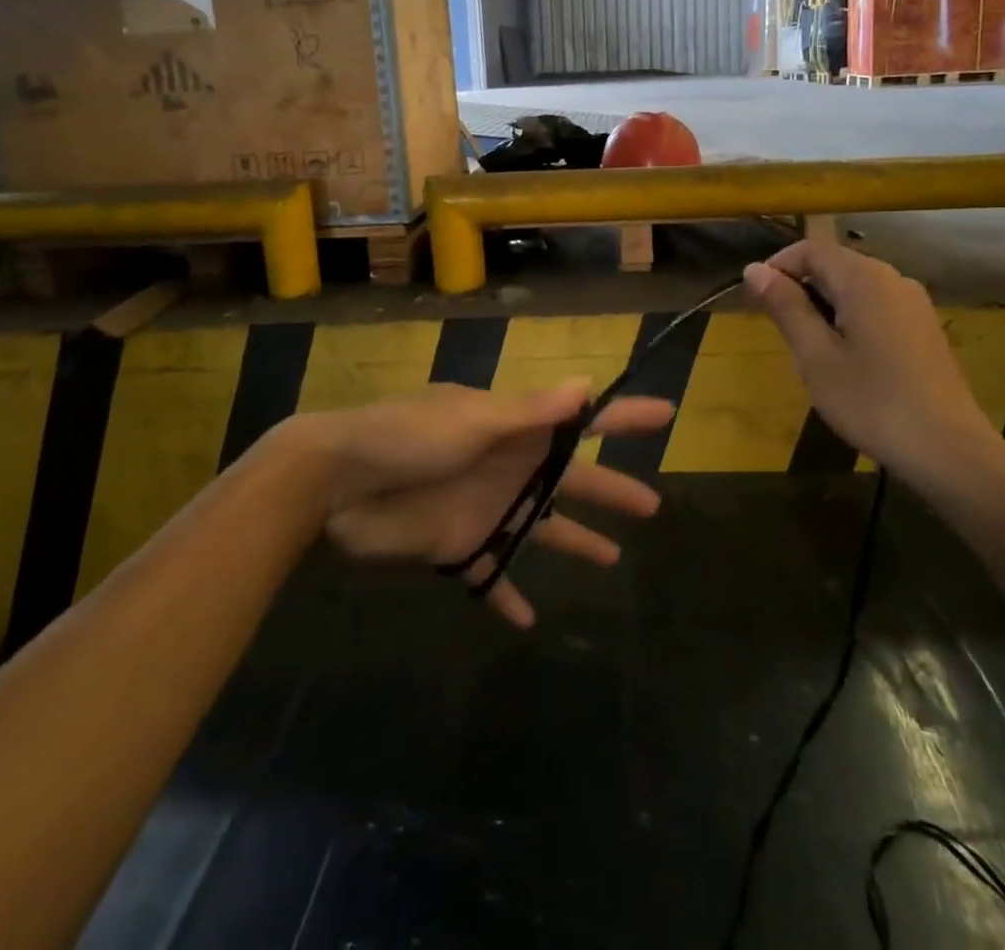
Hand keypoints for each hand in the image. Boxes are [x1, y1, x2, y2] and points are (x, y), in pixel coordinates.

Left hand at [291, 382, 670, 626]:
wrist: (339, 482)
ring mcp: (486, 508)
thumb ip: (529, 411)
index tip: (665, 415)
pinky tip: (530, 619)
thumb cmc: (408, 438)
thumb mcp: (473, 420)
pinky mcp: (459, 547)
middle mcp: (508, 467)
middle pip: (571, 480)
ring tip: (613, 560)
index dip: (623, 416)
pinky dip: (509, 595)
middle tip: (652, 505)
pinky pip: (493, 575)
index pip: (580, 420)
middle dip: (610, 488)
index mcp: (515, 429)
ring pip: (542, 528)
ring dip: (575, 542)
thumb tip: (587, 384)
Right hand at [744, 241, 1004, 488]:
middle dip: (800, 289)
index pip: (810, 249)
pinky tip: (845, 361)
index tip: (755, 300)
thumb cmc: (871, 402)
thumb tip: (754, 269)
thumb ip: (786, 307)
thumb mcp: (815, 357)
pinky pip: (876, 307)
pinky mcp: (923, 328)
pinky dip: (850, 320)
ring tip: (809, 352)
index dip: (777, 266)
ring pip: (855, 288)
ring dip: (823, 307)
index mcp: (864, 278)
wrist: (948, 450)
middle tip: (780, 333)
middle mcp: (893, 279)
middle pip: (834, 265)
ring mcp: (914, 303)